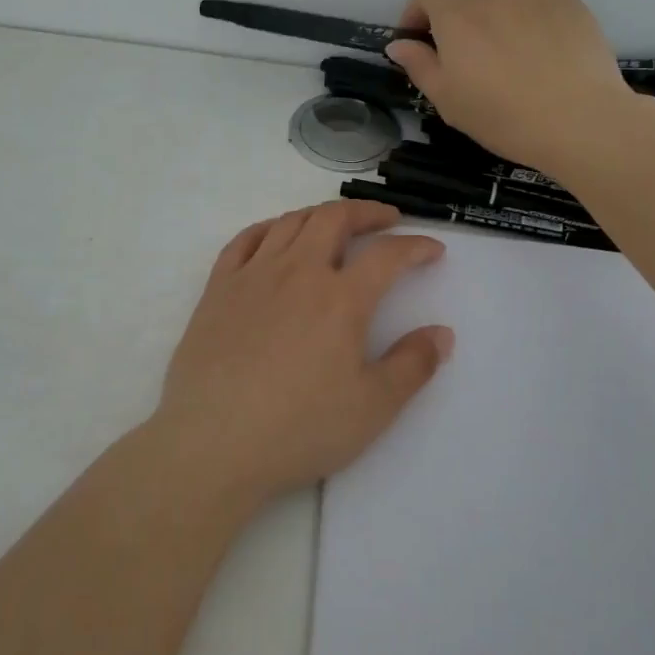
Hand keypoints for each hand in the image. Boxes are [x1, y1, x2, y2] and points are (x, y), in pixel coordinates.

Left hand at [152, 200, 453, 507]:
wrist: (212, 442)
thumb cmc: (299, 429)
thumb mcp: (372, 408)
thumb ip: (412, 365)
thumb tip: (442, 333)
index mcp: (341, 299)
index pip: (387, 255)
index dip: (415, 246)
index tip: (433, 250)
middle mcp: (298, 272)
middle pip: (334, 219)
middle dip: (367, 212)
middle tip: (386, 219)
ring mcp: (253, 275)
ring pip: (291, 223)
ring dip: (320, 214)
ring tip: (336, 224)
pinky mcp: (218, 289)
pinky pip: (244, 239)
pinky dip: (268, 227)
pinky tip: (276, 236)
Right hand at [386, 0, 641, 174]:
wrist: (581, 121)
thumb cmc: (503, 116)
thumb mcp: (448, 100)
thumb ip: (419, 65)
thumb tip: (399, 44)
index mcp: (459, 14)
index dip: (420, 10)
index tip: (421, 40)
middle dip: (463, 24)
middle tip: (472, 65)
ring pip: (507, 3)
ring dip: (500, 24)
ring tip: (514, 65)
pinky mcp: (572, 5)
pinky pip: (541, 9)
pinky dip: (534, 26)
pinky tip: (546, 61)